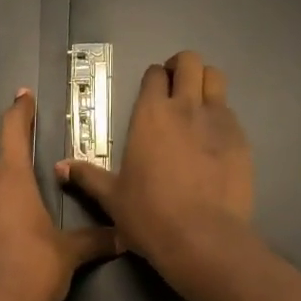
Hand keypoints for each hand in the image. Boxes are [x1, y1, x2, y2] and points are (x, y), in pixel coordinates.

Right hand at [57, 50, 252, 270]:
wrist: (203, 238)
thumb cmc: (150, 215)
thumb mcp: (112, 197)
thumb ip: (87, 176)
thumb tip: (59, 167)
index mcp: (150, 114)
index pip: (154, 74)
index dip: (154, 78)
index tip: (152, 91)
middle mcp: (185, 107)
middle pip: (190, 62)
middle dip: (182, 67)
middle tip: (176, 86)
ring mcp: (218, 120)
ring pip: (216, 79)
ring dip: (205, 83)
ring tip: (198, 104)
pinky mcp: (241, 138)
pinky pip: (231, 112)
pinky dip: (222, 116)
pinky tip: (215, 139)